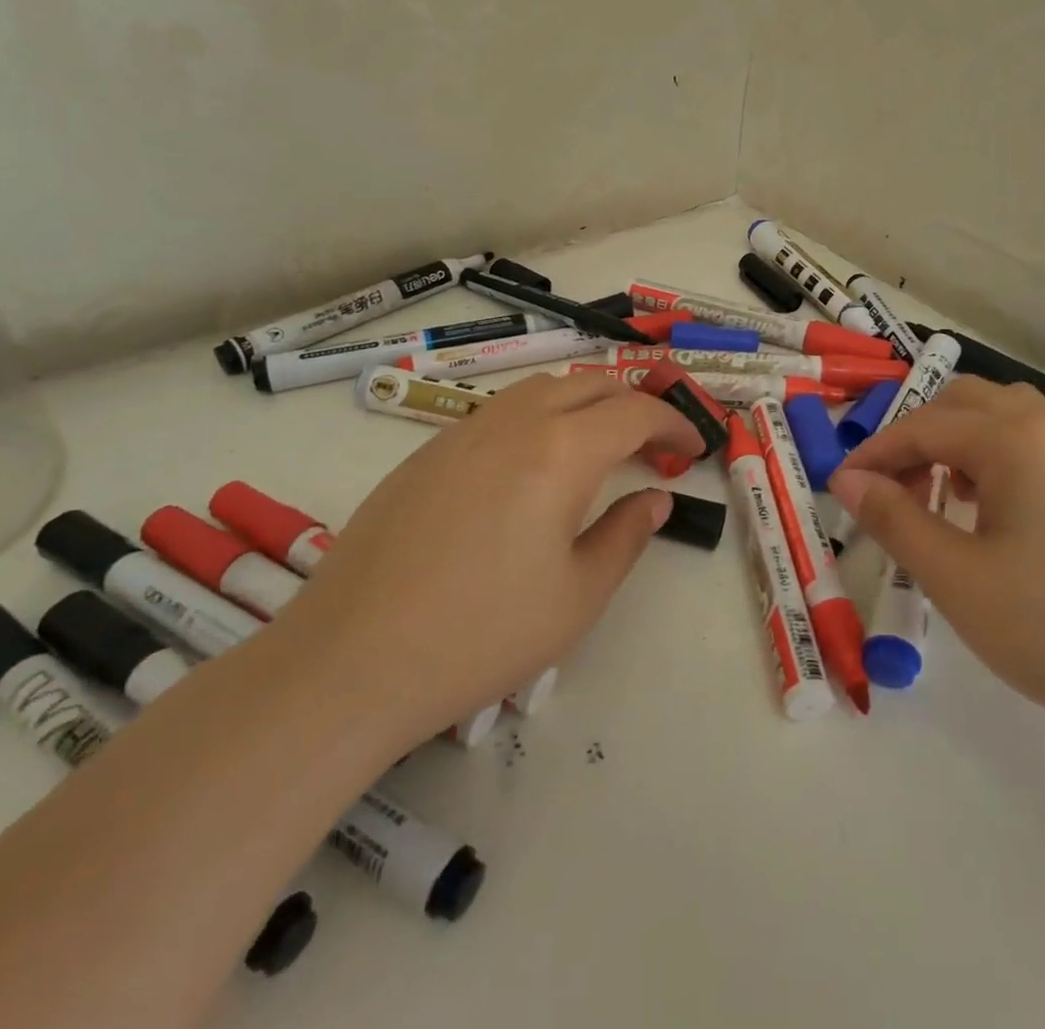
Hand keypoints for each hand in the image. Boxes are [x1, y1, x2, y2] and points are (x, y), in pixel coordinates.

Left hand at [274, 371, 700, 749]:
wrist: (351, 660)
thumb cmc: (482, 634)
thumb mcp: (578, 596)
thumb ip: (626, 535)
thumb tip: (655, 499)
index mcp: (561, 451)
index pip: (635, 412)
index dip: (673, 423)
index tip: (693, 447)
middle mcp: (514, 422)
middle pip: (589, 383)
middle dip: (633, 402)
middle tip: (653, 443)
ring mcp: (463, 431)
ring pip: (541, 388)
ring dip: (583, 402)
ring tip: (599, 445)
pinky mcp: (427, 452)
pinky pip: (499, 411)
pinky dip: (538, 417)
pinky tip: (532, 468)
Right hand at [830, 378, 1044, 749]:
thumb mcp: (956, 578)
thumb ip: (894, 519)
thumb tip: (848, 480)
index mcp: (1015, 439)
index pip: (924, 425)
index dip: (875, 452)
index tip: (839, 486)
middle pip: (965, 403)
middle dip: (917, 437)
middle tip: (891, 490)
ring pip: (1003, 420)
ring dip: (957, 444)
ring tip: (938, 498)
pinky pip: (1035, 448)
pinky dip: (995, 461)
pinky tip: (990, 515)